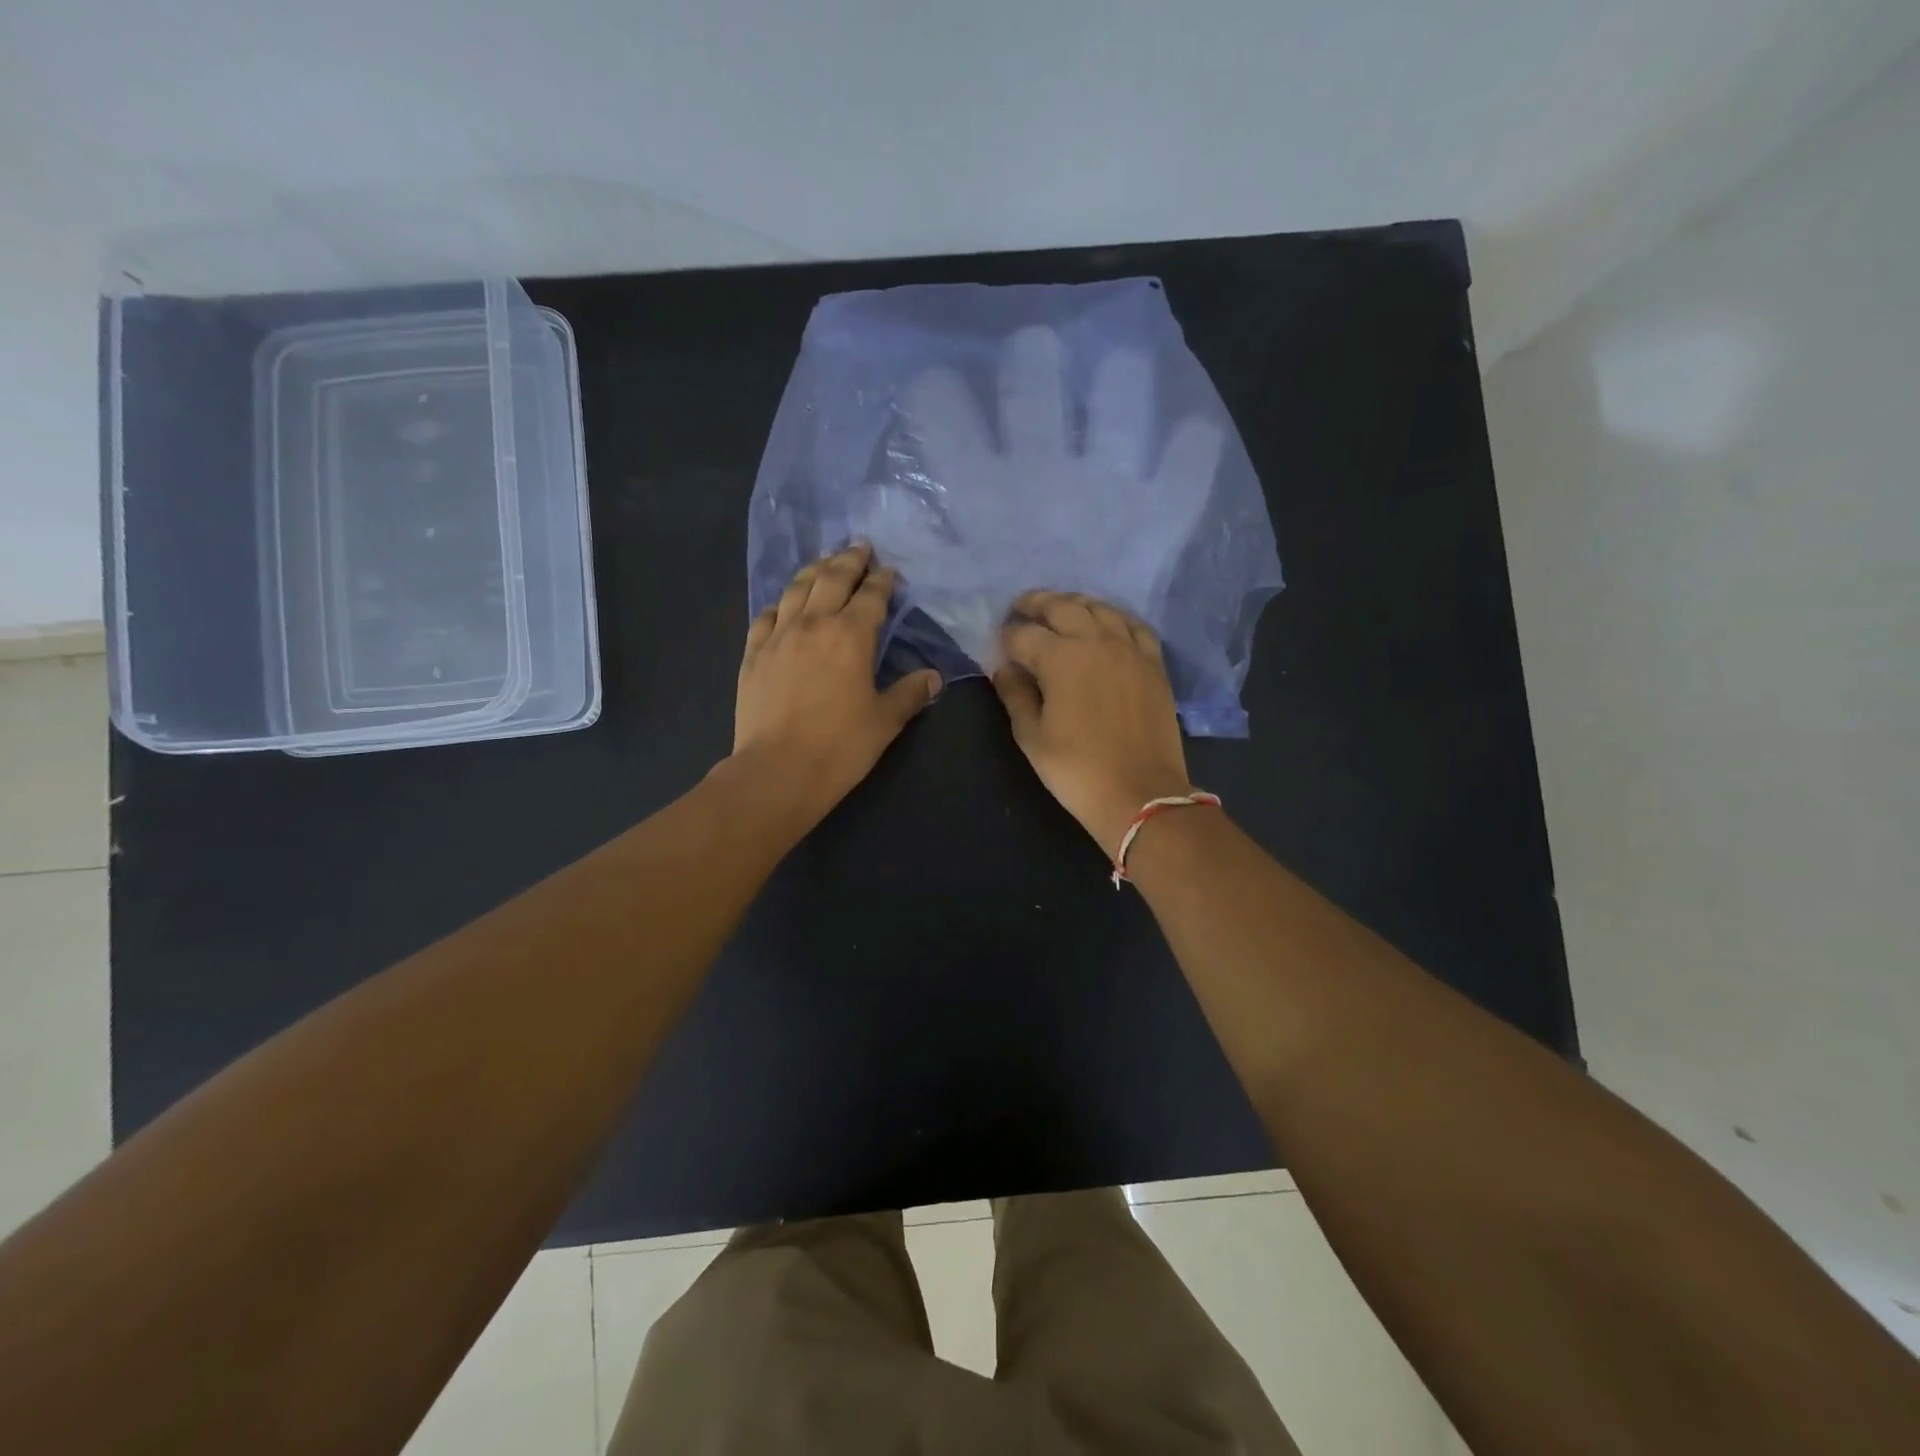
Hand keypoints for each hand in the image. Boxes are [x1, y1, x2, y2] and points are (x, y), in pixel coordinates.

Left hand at [733, 543, 941, 820]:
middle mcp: (814, 624)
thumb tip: (934, 677)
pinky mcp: (753, 654)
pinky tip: (784, 604)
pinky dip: (780, 603)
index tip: (890, 571)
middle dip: (849, 561)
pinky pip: (766, 616)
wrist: (778, 769)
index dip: (883, 581)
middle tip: (860, 547)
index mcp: (851, 635)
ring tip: (824, 561)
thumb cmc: (840, 746)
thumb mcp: (885, 721)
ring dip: (814, 570)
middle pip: (832, 579)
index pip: (871, 596)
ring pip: (796, 589)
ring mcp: (779, 636)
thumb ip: (909, 693)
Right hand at [991, 590, 1194, 856]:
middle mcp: (1096, 640)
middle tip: (1021, 607)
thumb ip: (1015, 695)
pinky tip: (1106, 623)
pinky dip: (1114, 617)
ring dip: (1074, 603)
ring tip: (1059, 608)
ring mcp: (1129, 648)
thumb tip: (1005, 669)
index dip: (1006, 637)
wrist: (1140, 793)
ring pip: (1099, 608)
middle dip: (1036, 604)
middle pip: (1061, 607)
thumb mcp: (1032, 737)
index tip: (998, 645)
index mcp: (1060, 657)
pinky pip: (1133, 625)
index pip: (1023, 635)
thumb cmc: (1077, 769)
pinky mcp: (1153, 662)